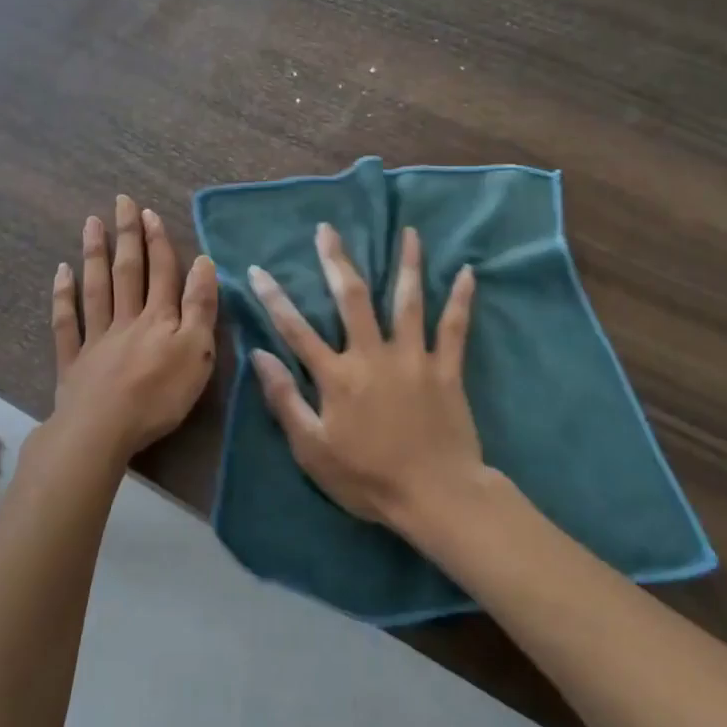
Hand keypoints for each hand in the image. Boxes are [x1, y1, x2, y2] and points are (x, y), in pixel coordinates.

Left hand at [51, 195, 218, 459]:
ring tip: (91, 223)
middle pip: (128, 271)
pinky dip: (63, 296)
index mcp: (160, 318)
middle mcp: (127, 318)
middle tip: (121, 202)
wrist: (102, 430)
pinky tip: (61, 273)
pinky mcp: (74, 361)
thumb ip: (200, 306)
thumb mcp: (197, 351)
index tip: (150, 213)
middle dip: (127, 235)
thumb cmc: (159, 395)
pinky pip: (66, 322)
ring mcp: (96, 338)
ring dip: (95, 254)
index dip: (158, 242)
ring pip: (96, 288)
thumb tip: (204, 262)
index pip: (162, 272)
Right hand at [247, 224, 482, 528]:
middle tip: (328, 229)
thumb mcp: (312, 450)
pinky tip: (468, 271)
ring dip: (407, 263)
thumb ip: (284, 400)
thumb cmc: (368, 479)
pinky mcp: (446, 369)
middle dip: (336, 261)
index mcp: (337, 376)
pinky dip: (461, 299)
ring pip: (408, 300)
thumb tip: (260, 355)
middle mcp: (373, 355)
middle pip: (351, 298)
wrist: (435, 497)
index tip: (258, 270)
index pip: (296, 329)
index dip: (274, 298)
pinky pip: (454, 327)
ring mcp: (413, 358)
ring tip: (409, 231)